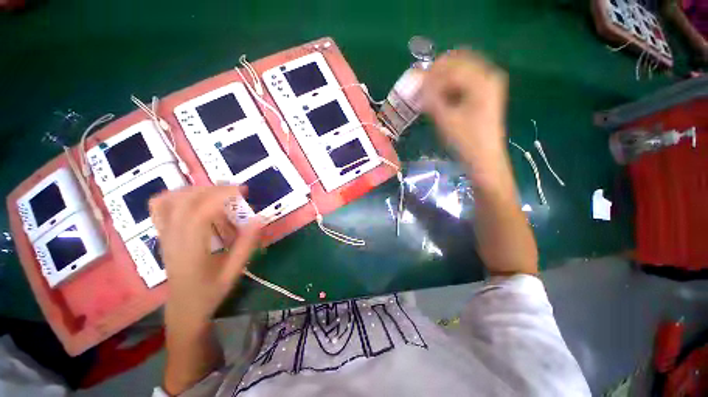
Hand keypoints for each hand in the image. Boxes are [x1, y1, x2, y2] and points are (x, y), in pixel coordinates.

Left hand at [149, 186, 260, 327]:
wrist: (183, 308)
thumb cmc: (211, 291)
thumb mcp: (234, 271)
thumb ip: (246, 244)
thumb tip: (259, 218)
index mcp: (191, 250)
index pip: (200, 212)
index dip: (221, 196)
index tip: (242, 191)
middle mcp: (172, 238)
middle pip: (185, 201)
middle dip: (213, 189)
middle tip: (235, 191)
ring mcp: (164, 235)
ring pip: (169, 200)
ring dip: (196, 189)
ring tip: (217, 192)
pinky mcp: (162, 234)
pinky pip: (159, 207)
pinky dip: (176, 195)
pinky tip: (194, 198)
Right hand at [423, 50, 508, 170]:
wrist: (485, 159)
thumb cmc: (466, 141)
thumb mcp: (445, 119)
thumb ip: (430, 97)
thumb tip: (415, 79)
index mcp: (482, 80)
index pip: (452, 67)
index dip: (431, 74)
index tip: (415, 84)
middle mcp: (489, 75)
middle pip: (459, 62)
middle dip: (438, 73)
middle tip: (422, 87)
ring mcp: (489, 84)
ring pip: (461, 71)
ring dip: (443, 79)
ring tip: (429, 95)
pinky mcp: (486, 93)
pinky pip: (465, 81)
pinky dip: (451, 86)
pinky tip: (441, 98)